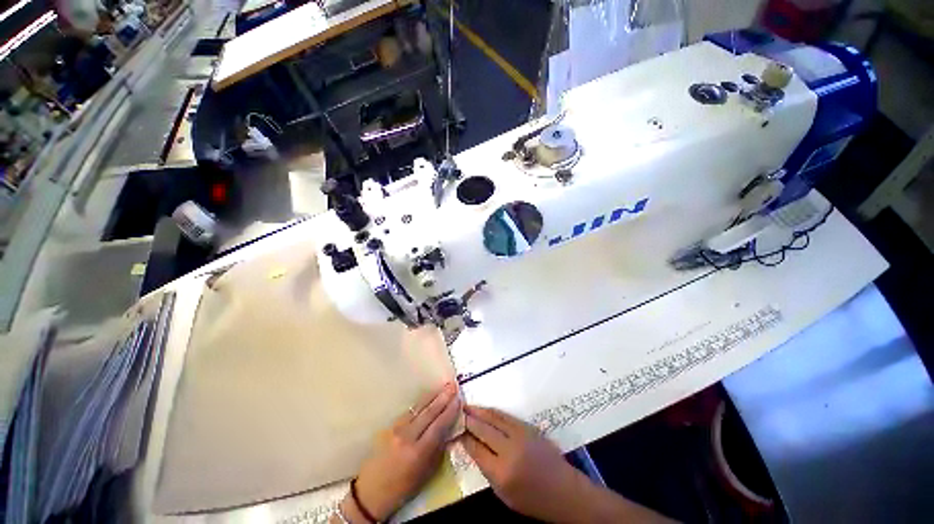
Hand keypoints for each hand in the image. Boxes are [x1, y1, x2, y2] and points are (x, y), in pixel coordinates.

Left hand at [349, 383, 460, 520]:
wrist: (370, 492)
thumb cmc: (402, 488)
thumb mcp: (426, 474)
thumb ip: (438, 450)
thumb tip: (449, 430)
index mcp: (418, 453)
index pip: (438, 426)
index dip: (450, 411)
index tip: (459, 399)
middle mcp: (407, 437)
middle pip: (429, 412)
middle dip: (443, 398)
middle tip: (453, 385)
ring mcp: (396, 429)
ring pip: (418, 408)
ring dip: (433, 396)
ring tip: (444, 386)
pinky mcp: (390, 426)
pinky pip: (410, 411)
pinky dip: (422, 402)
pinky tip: (429, 396)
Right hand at [458, 405, 586, 521]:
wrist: (563, 490)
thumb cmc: (532, 499)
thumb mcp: (504, 494)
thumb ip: (487, 470)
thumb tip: (472, 446)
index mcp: (502, 473)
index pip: (476, 449)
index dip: (464, 438)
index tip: (455, 430)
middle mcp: (510, 450)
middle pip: (483, 430)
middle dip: (469, 420)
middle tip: (457, 412)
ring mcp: (520, 435)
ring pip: (494, 418)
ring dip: (479, 411)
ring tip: (467, 406)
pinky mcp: (528, 427)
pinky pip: (505, 416)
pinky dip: (493, 412)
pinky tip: (485, 410)